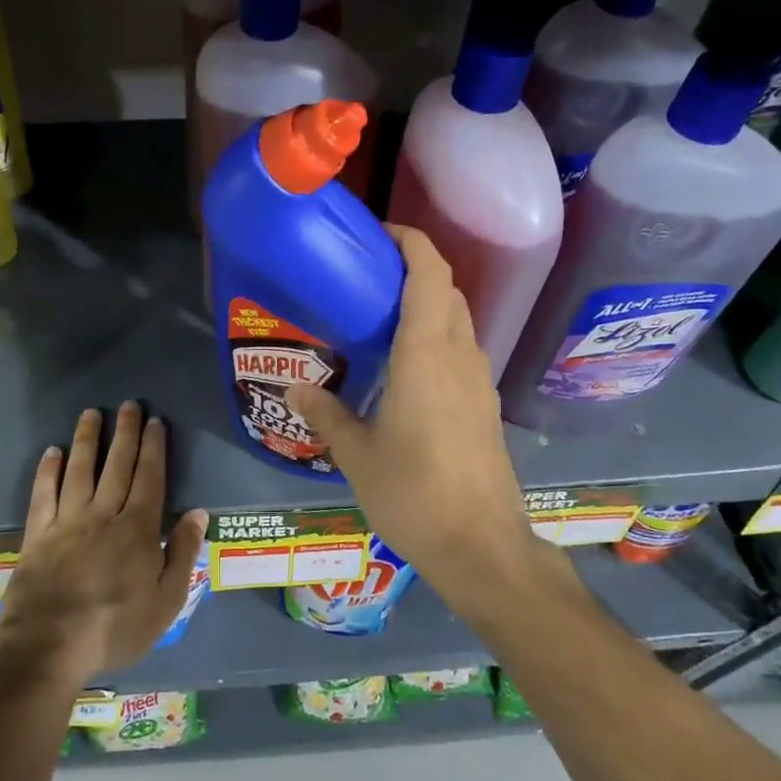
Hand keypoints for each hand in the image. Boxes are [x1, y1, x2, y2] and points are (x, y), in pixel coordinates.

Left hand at [0, 402, 206, 688]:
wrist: (49, 645)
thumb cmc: (115, 627)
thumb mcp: (166, 601)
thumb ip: (182, 553)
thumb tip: (197, 512)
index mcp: (138, 529)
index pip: (150, 477)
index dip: (154, 447)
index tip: (156, 421)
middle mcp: (104, 514)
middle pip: (117, 465)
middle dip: (126, 432)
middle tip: (129, 404)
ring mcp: (67, 521)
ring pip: (80, 470)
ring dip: (88, 439)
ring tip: (91, 413)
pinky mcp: (38, 534)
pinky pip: (43, 493)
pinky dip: (48, 470)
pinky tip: (52, 452)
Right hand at [285, 226, 541, 592]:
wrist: (483, 547)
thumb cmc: (414, 494)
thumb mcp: (357, 455)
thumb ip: (326, 413)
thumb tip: (294, 388)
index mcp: (425, 356)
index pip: (429, 274)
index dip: (410, 242)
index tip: (379, 233)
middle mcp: (458, 356)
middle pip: (446, 289)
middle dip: (414, 268)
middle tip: (368, 276)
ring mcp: (479, 381)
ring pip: (458, 319)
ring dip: (428, 302)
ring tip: (382, 316)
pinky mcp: (486, 405)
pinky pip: (462, 350)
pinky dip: (437, 336)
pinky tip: (407, 366)